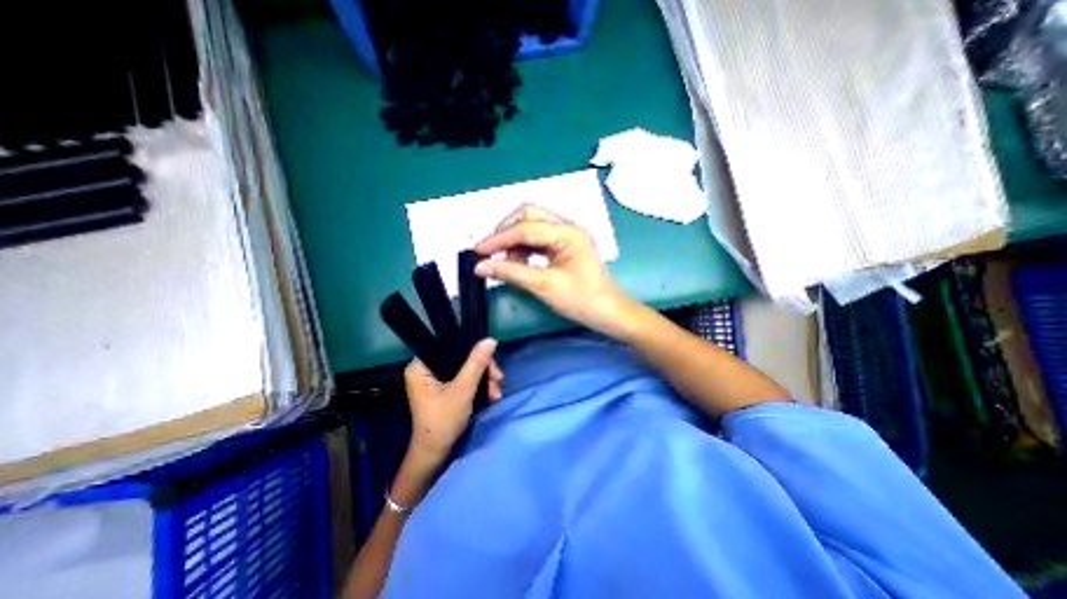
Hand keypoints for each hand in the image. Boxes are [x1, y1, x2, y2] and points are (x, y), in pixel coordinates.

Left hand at [406, 338, 505, 462]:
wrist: (436, 454)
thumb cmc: (444, 421)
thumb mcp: (463, 390)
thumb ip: (476, 364)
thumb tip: (490, 340)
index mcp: (420, 367)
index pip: (449, 346)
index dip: (472, 350)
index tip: (491, 362)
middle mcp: (426, 369)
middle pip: (460, 357)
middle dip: (483, 370)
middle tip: (498, 380)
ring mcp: (435, 379)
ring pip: (465, 368)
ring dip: (484, 379)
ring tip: (496, 394)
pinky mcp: (444, 388)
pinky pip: (464, 378)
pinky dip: (478, 386)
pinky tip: (491, 395)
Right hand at [473, 205, 630, 336]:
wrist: (609, 313)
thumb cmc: (582, 301)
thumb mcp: (544, 286)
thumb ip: (511, 272)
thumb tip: (480, 266)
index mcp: (567, 233)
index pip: (525, 228)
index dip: (498, 239)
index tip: (477, 251)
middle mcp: (567, 227)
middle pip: (529, 216)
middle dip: (506, 232)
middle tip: (491, 253)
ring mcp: (567, 236)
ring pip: (532, 227)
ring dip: (515, 242)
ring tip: (506, 264)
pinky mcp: (565, 246)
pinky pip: (539, 240)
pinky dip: (524, 249)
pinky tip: (518, 263)